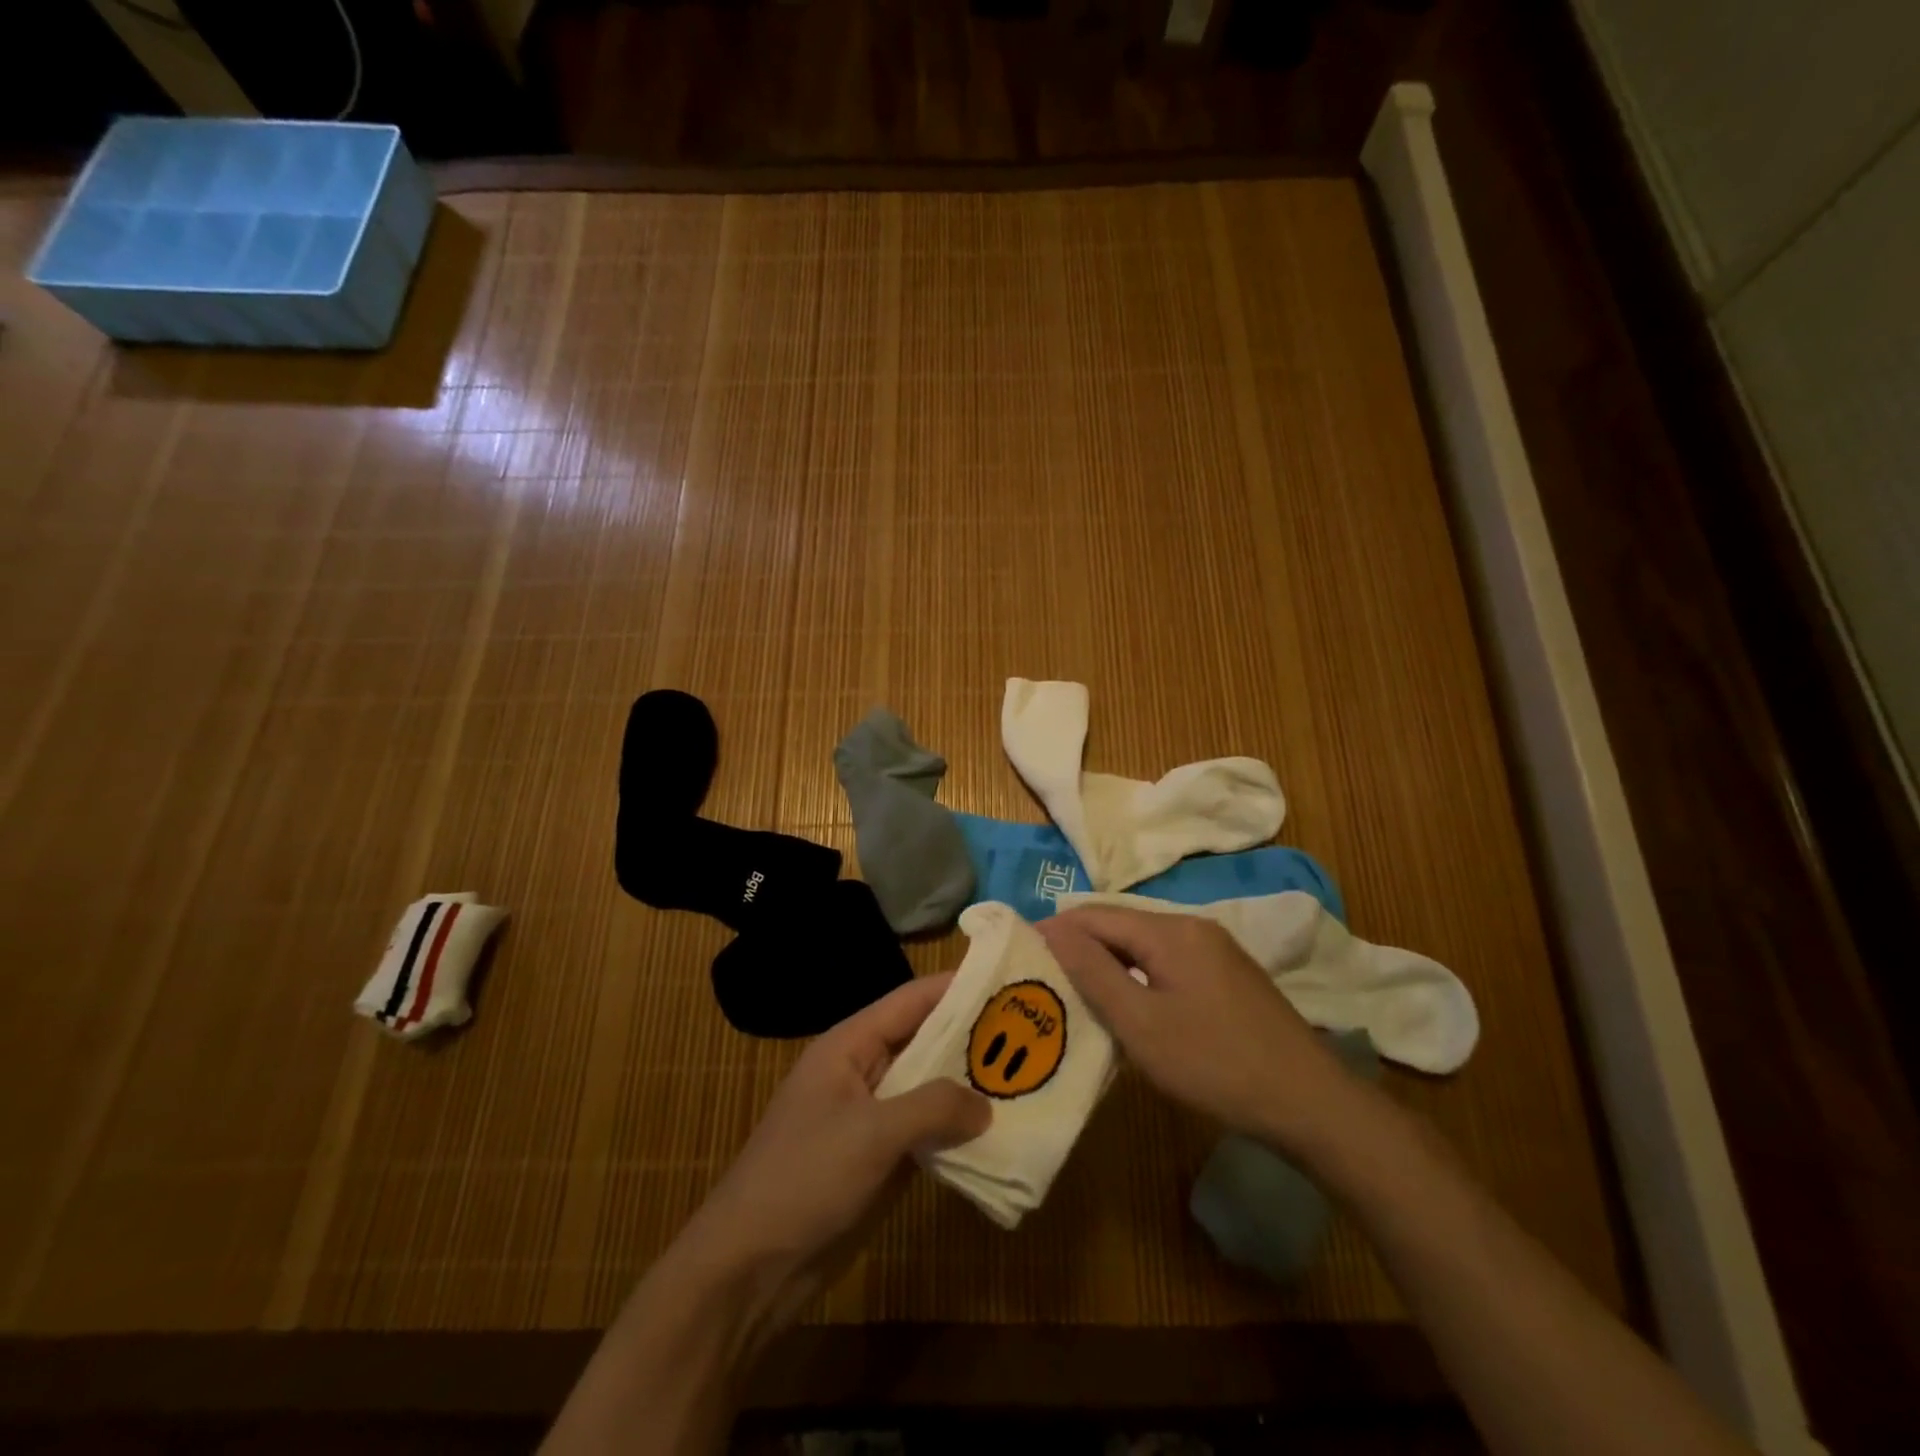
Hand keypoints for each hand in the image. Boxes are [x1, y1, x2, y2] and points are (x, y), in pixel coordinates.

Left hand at [677, 972, 990, 1332]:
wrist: (751, 1268)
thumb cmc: (805, 1178)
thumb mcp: (872, 1133)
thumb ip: (933, 1107)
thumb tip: (986, 1104)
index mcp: (850, 1045)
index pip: (911, 1001)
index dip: (956, 987)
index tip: (1005, 980)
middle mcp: (864, 1071)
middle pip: (924, 1042)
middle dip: (971, 1038)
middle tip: (1029, 1031)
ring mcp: (871, 1117)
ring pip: (929, 1089)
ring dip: (968, 1087)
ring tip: (1025, 1078)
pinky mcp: (879, 1159)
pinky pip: (925, 1132)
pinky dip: (956, 1130)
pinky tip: (997, 1132)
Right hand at [1040, 906, 1354, 1155]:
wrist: (1311, 1103)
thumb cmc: (1216, 1064)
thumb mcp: (1142, 1024)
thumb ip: (1094, 973)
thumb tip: (1052, 929)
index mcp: (1171, 931)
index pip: (1096, 916)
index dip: (1056, 931)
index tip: (1021, 953)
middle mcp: (1193, 927)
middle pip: (1121, 926)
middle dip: (1080, 947)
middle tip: (1044, 978)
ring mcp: (1216, 951)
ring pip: (1144, 946)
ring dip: (1109, 964)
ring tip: (1075, 992)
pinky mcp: (1228, 976)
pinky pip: (1168, 963)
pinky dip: (1138, 977)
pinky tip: (1128, 1004)